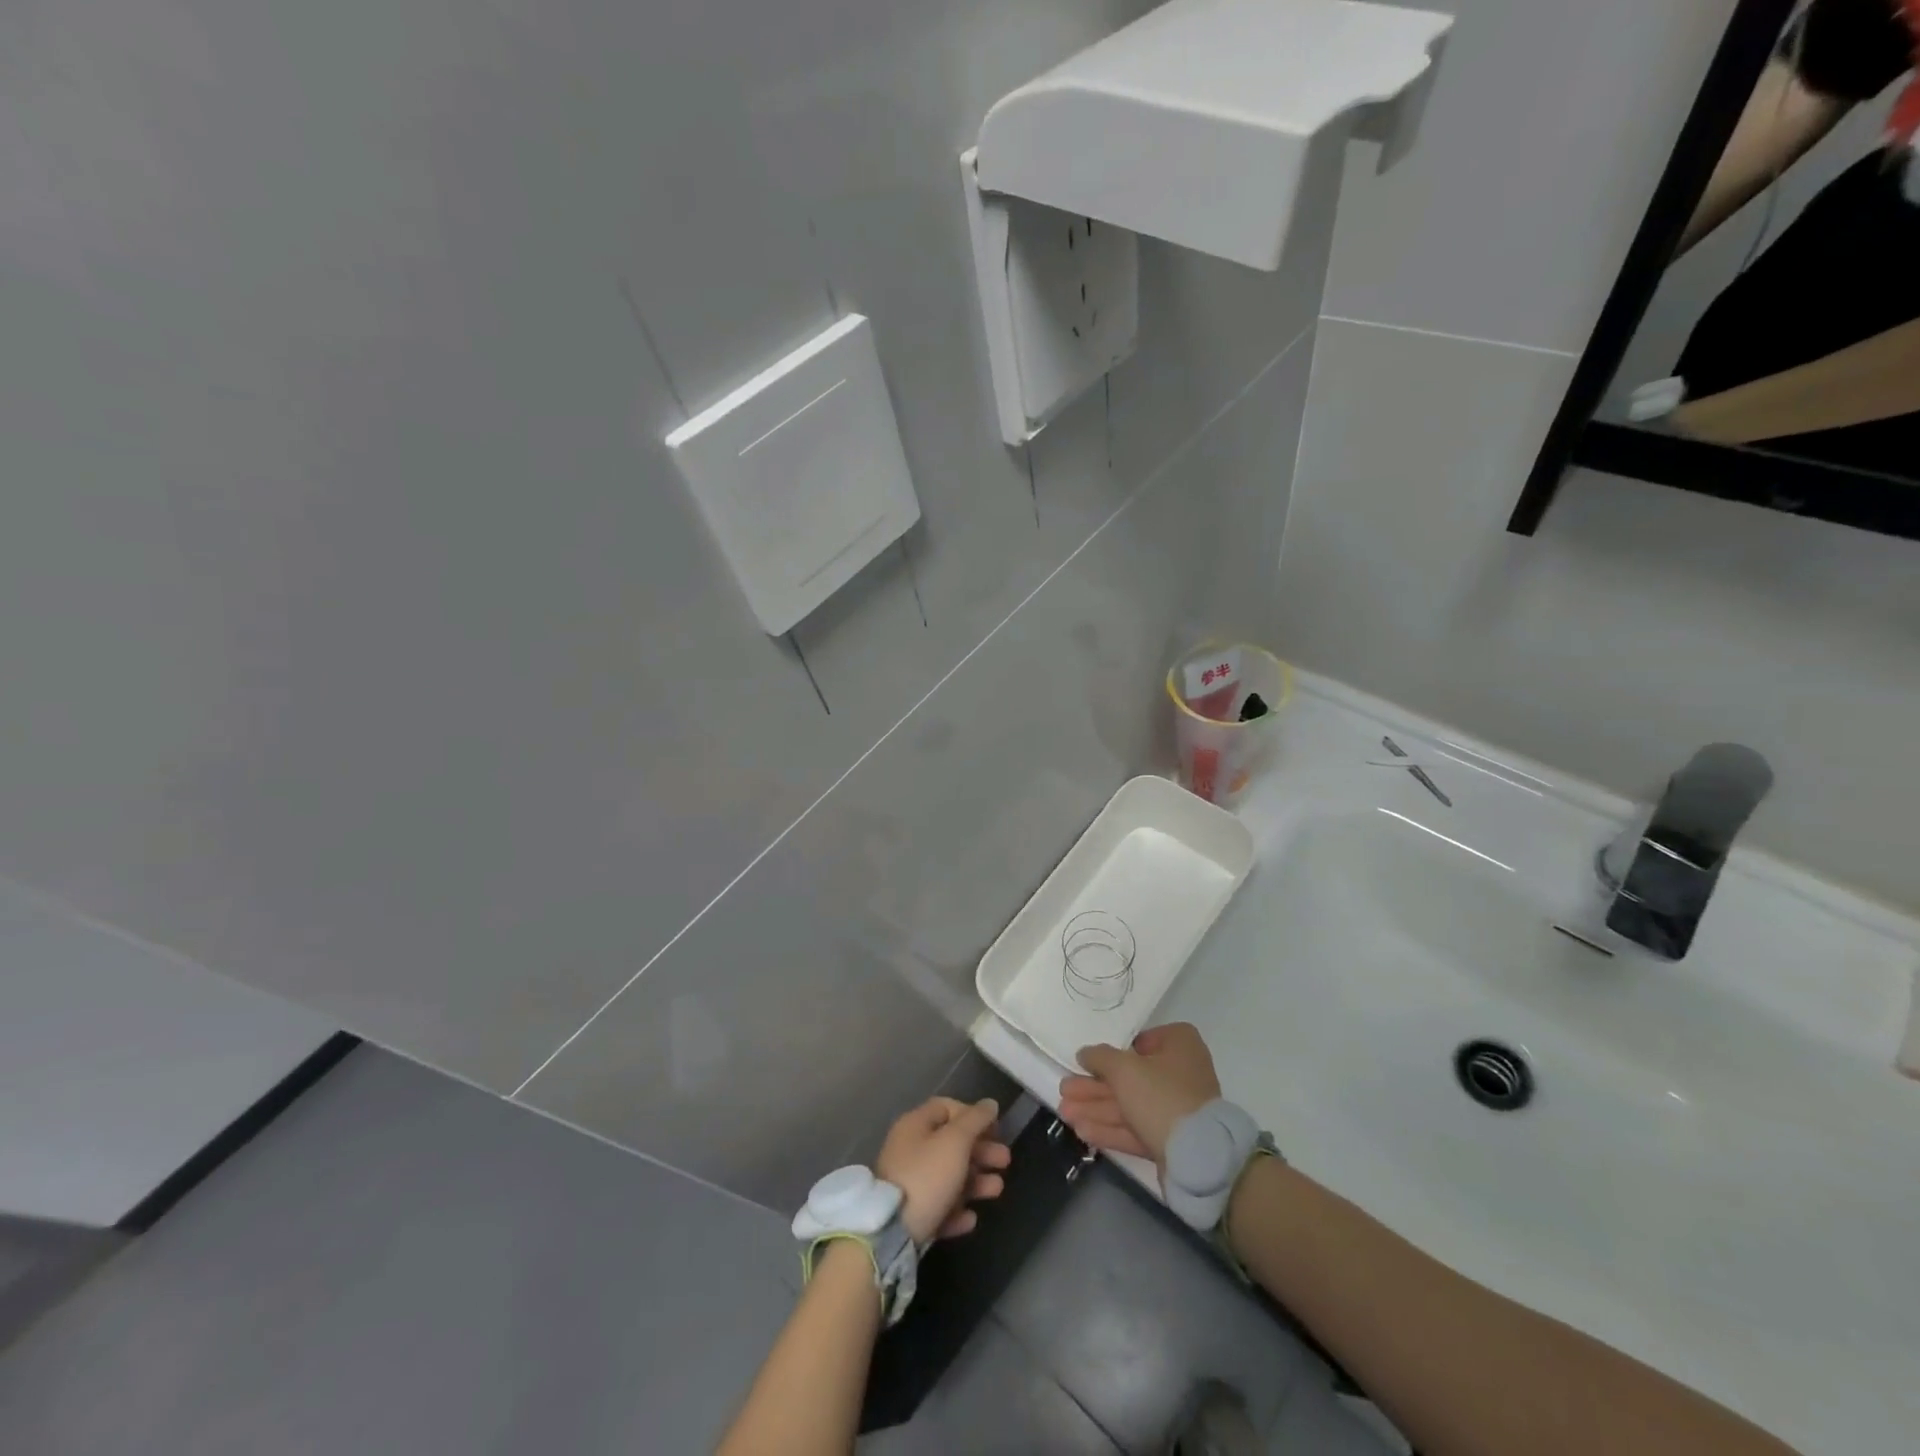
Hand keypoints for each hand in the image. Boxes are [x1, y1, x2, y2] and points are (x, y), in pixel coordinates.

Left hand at [876, 1097, 1009, 1244]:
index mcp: (915, 1125)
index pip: (947, 1108)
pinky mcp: (910, 1215)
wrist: (891, 1233)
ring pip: (948, 1177)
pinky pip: (939, 1207)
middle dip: (981, 1151)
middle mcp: (909, 1149)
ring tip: (997, 1190)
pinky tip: (971, 1218)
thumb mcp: (955, 1142)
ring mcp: (908, 1183)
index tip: (995, 1130)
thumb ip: (975, 1121)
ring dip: (976, 1181)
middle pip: (951, 1144)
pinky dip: (957, 1210)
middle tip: (1005, 1161)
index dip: (973, 1115)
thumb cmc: (926, 1176)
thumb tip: (990, 1104)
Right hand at [1058, 1022, 1220, 1169]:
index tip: (1089, 1061)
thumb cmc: (1161, 1096)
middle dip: (1094, 1086)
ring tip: (1064, 1112)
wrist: (1198, 1156)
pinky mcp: (1170, 1140)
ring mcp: (1176, 1109)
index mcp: (1178, 1045)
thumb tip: (1085, 1053)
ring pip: (1129, 1105)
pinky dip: (1109, 1128)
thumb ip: (1100, 1057)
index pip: (1141, 1041)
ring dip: (1095, 1108)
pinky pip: (1135, 1128)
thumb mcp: (1124, 1068)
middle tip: (1065, 1089)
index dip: (1113, 1052)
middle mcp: (1180, 1073)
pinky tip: (1081, 1130)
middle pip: (1129, 1077)